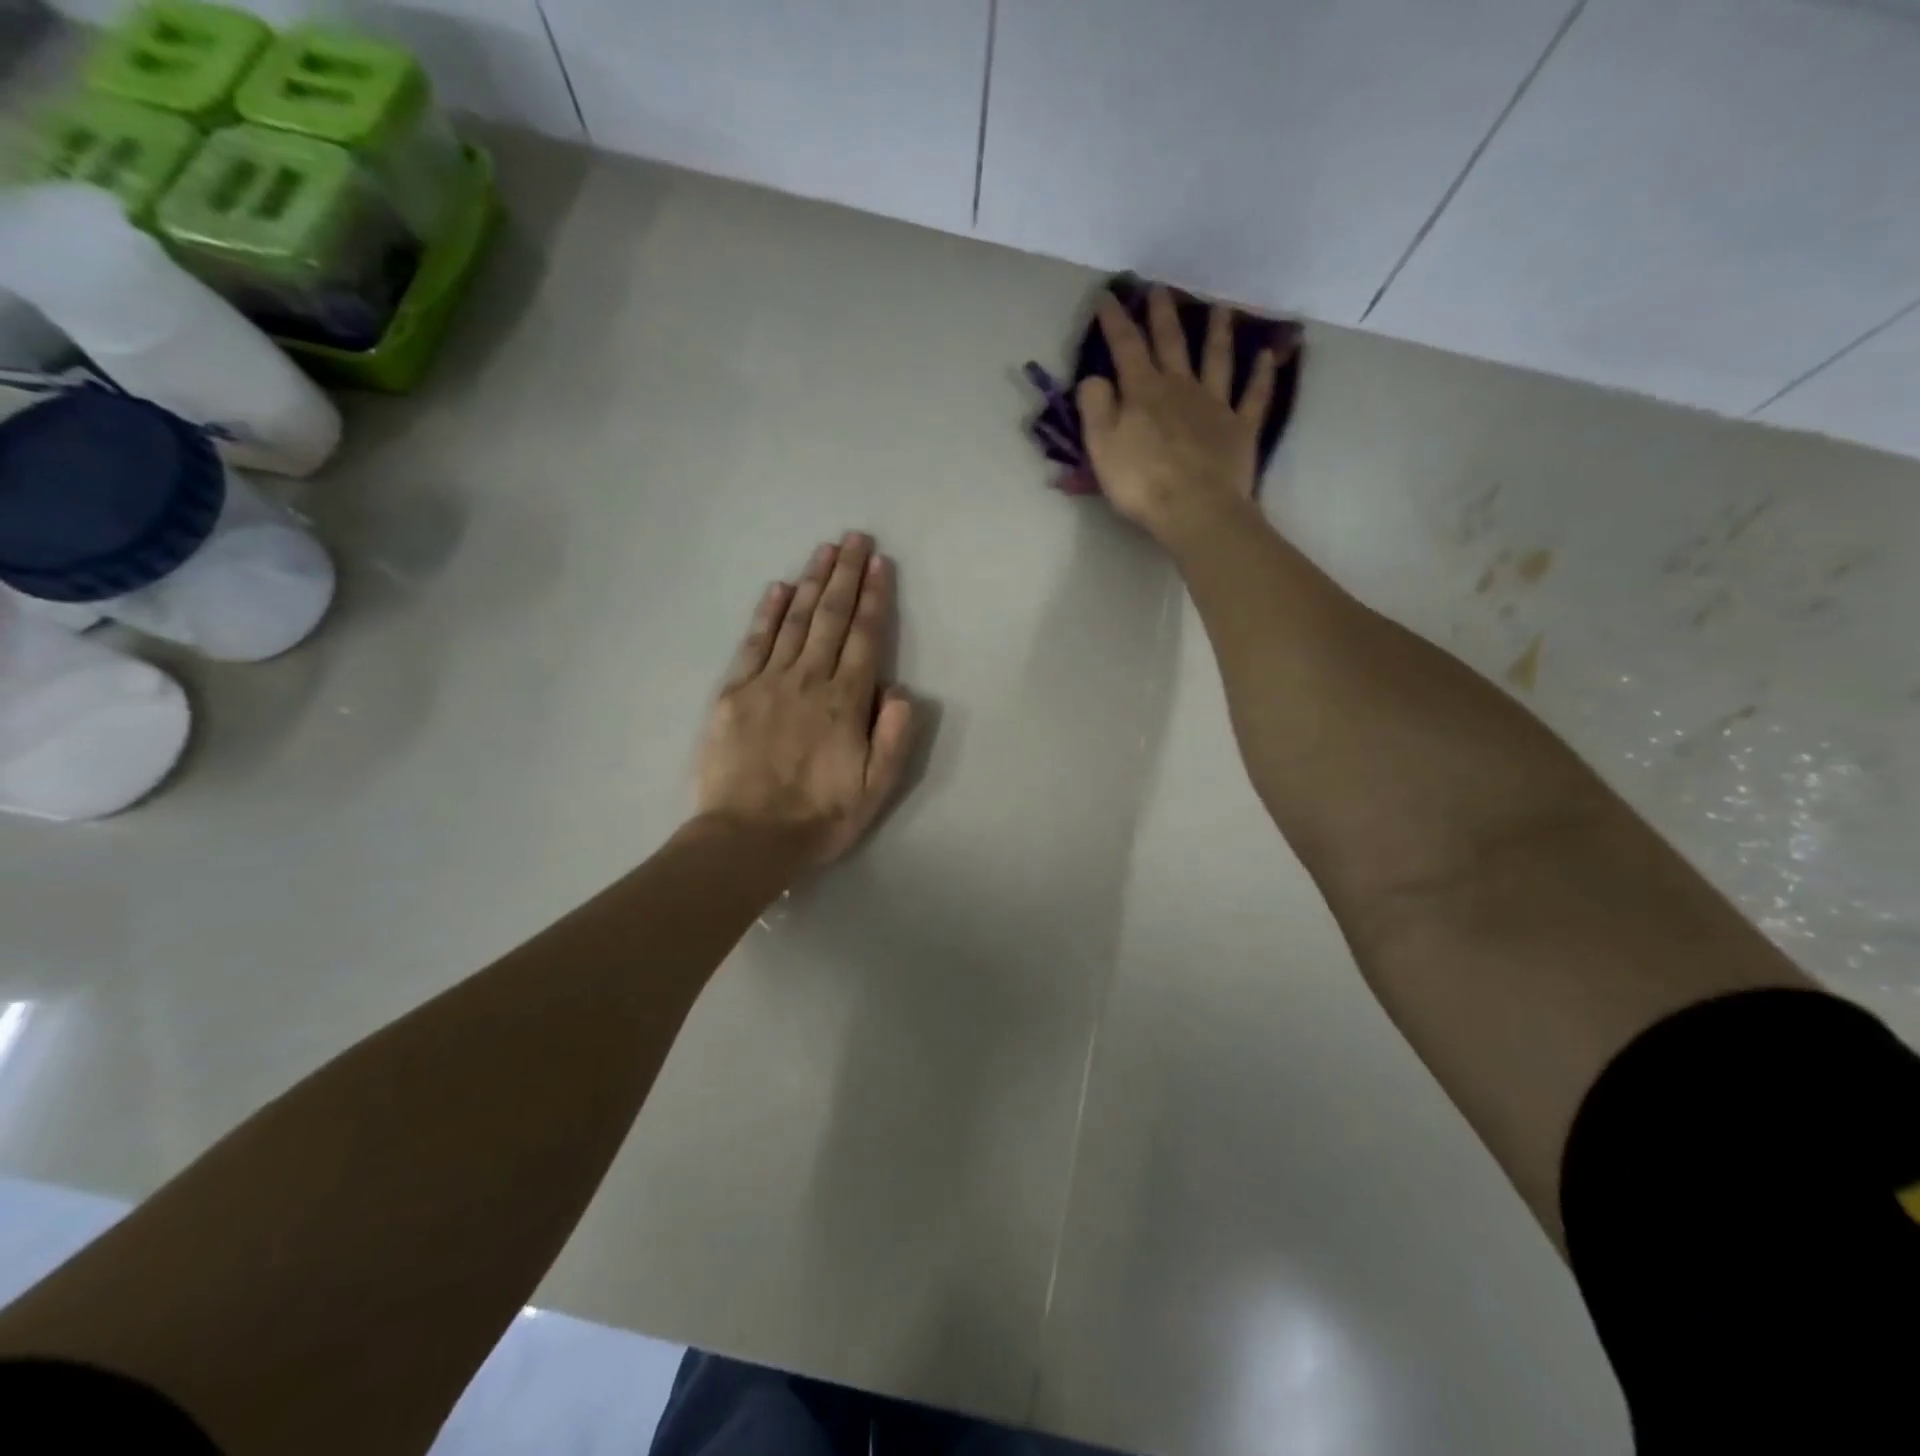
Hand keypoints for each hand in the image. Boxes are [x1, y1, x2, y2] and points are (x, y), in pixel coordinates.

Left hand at [698, 532, 916, 866]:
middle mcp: (808, 681)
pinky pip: (754, 643)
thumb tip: (899, 689)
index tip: (879, 564)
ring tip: (825, 550)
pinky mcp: (733, 693)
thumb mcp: (876, 789)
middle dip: (845, 575)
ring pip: (795, 622)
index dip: (874, 598)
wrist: (747, 838)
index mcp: (844, 702)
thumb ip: (893, 736)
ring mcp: (767, 683)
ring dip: (812, 583)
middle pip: (831, 618)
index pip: (864, 638)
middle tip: (855, 538)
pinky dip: (768, 613)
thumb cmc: (819, 817)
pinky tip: (779, 589)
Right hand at [1077, 286, 1287, 544]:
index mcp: (1143, 392)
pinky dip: (1261, 375)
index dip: (1116, 320)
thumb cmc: (1141, 482)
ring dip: (1217, 332)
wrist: (1194, 509)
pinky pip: (1254, 396)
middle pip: (1172, 343)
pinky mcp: (1240, 428)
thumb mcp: (1101, 446)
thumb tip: (1096, 377)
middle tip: (1160, 289)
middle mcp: (1181, 387)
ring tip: (1220, 308)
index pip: (1126, 346)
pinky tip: (1267, 357)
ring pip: (1217, 359)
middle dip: (1163, 315)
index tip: (1109, 296)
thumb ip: (1095, 406)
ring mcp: (1215, 405)